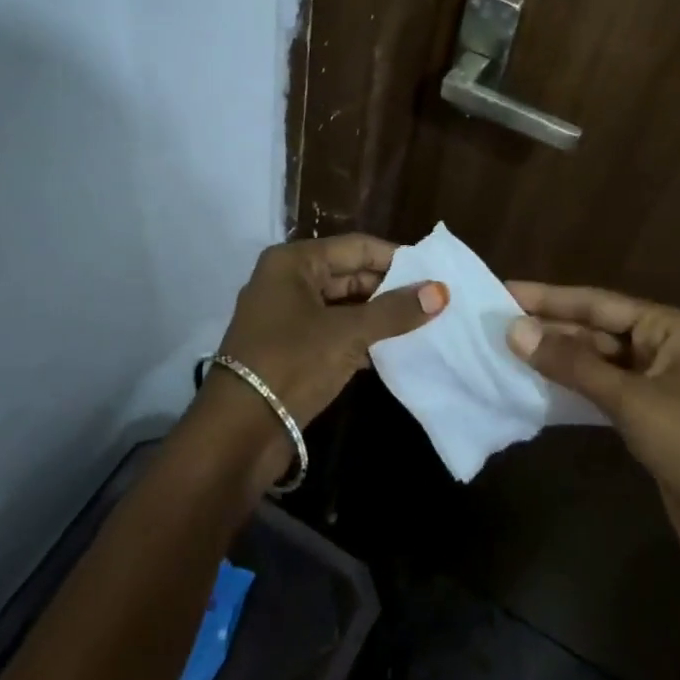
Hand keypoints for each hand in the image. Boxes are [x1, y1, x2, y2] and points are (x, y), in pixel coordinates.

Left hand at [192, 235, 446, 487]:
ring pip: (342, 305)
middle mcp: (286, 280)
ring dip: (377, 316)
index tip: (434, 272)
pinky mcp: (288, 348)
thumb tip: (441, 290)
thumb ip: (395, 311)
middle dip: (389, 289)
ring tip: (422, 324)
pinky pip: (332, 331)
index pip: (356, 247)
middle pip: (348, 274)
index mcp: (294, 262)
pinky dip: (359, 338)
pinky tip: (392, 350)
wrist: (238, 432)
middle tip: (433, 300)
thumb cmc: (292, 364)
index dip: (396, 258)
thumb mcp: (348, 334)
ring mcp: (285, 316)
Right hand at [505, 282, 679, 559]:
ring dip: (556, 356)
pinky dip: (571, 385)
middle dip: (549, 327)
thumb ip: (572, 364)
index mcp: (668, 327)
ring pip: (595, 359)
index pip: (597, 303)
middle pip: (595, 329)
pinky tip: (537, 383)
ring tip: (506, 348)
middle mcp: (661, 346)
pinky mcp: (647, 415)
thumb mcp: (632, 400)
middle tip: (495, 322)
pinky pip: (600, 389)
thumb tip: (514, 330)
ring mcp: (654, 382)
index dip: (549, 298)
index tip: (504, 291)